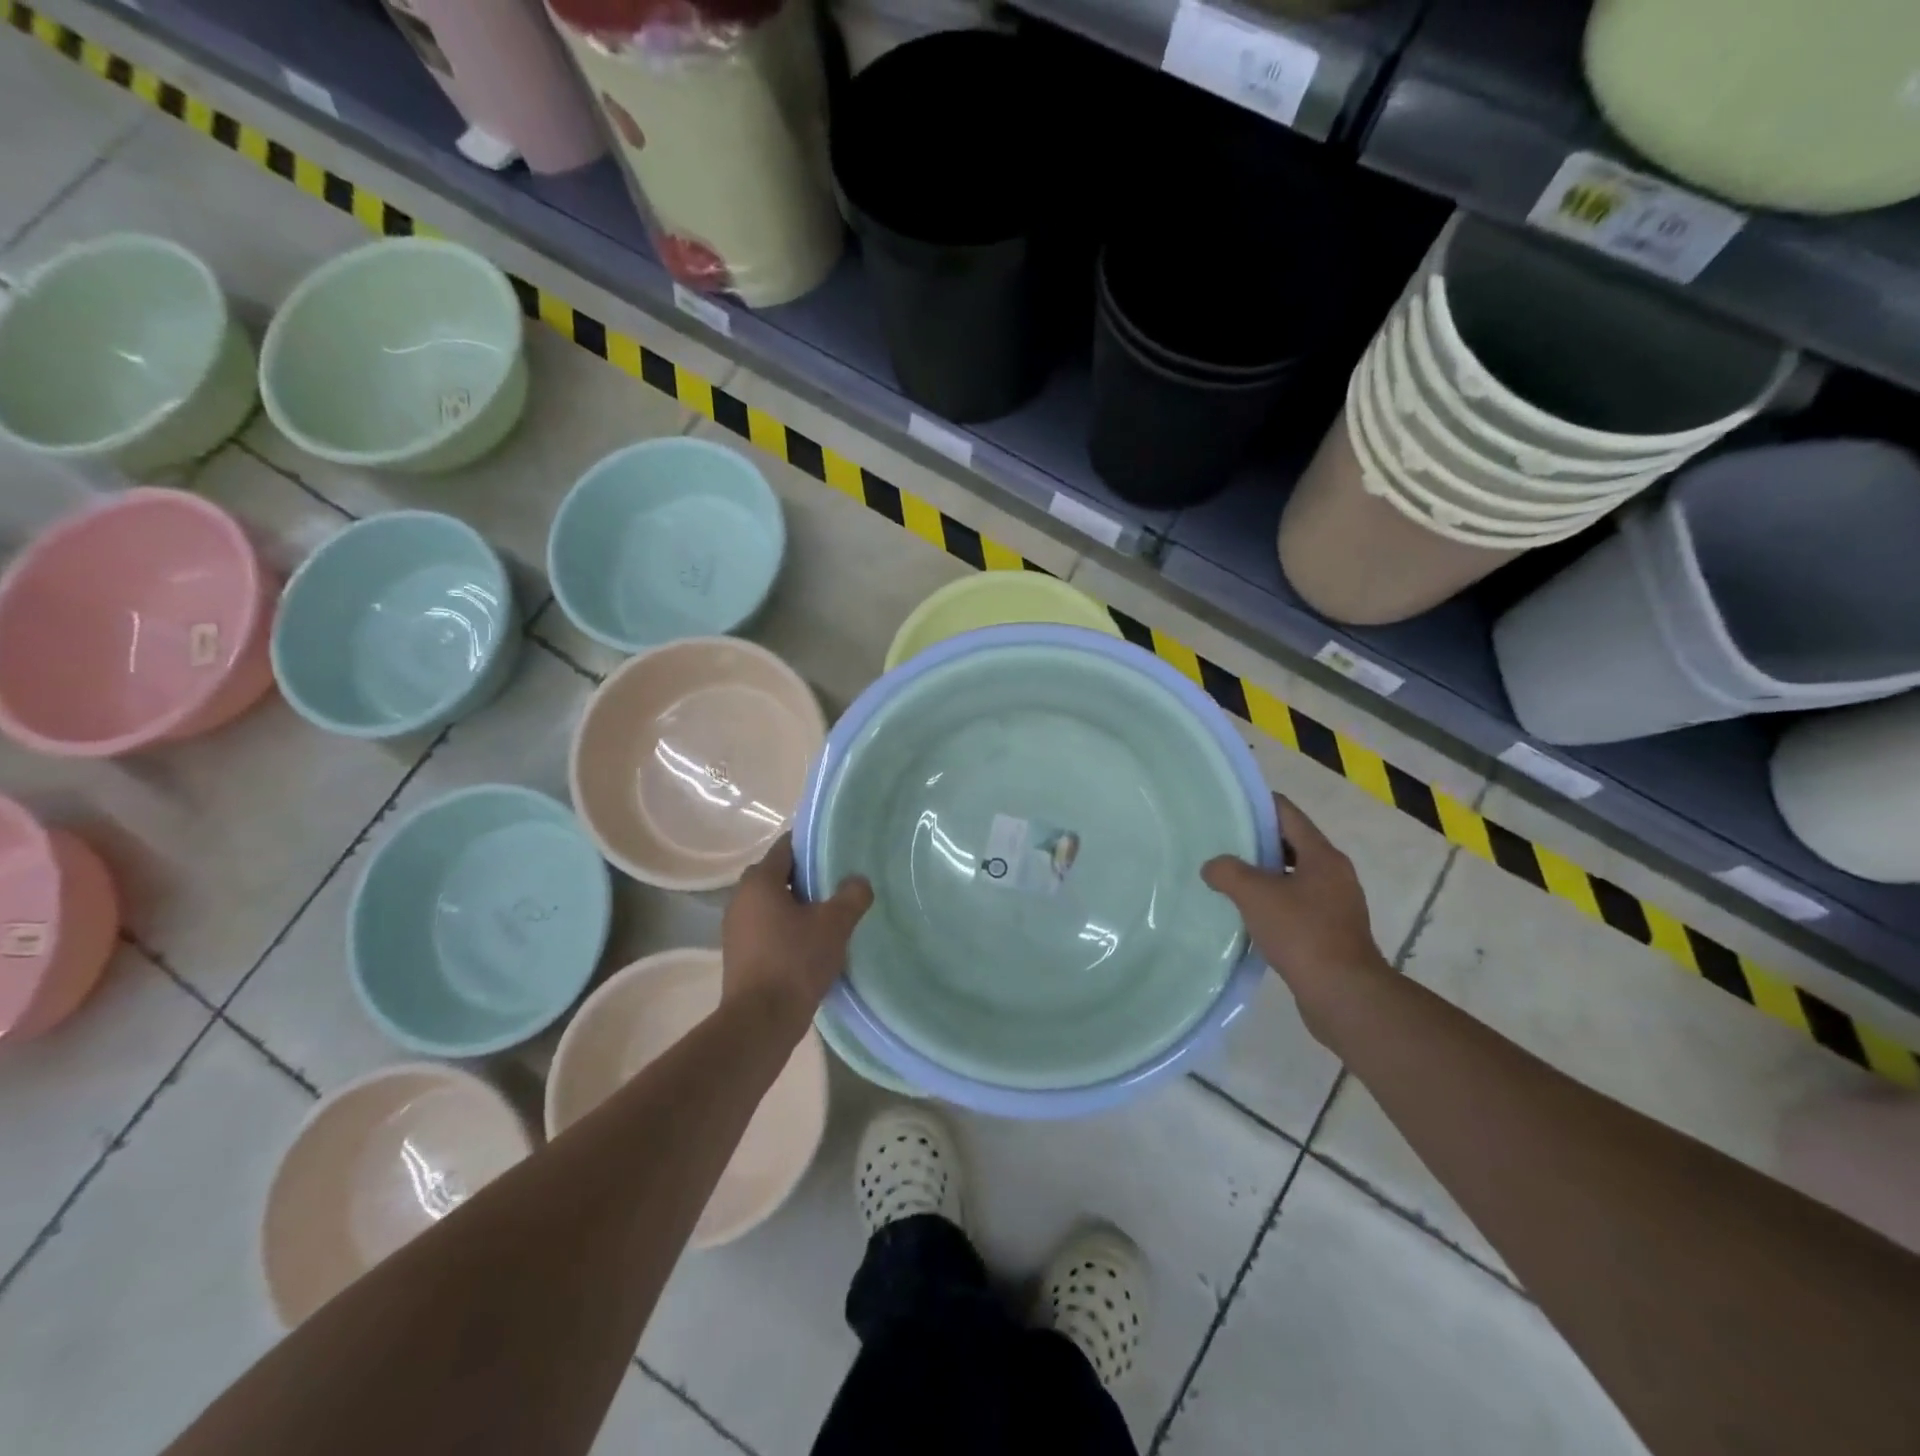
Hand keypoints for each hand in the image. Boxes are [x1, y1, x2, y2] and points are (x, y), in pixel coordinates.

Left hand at [722, 835, 873, 1034]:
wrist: (760, 1021)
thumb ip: (851, 896)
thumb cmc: (795, 961)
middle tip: (835, 882)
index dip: (811, 845)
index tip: (836, 850)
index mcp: (759, 882)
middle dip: (805, 876)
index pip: (785, 848)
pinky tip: (810, 942)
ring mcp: (736, 928)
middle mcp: (740, 899)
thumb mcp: (834, 924)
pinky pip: (766, 927)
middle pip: (776, 875)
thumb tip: (859, 881)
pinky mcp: (739, 954)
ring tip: (827, 913)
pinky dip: (786, 927)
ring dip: (795, 904)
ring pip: (770, 903)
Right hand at [1202, 795, 1389, 1023]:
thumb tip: (1212, 867)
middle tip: (1221, 843)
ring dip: (1264, 875)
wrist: (1343, 994)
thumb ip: (1228, 871)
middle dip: (1257, 842)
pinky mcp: (1332, 932)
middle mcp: (1334, 874)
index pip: (1287, 814)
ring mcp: (1336, 905)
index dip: (1257, 805)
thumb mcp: (1254, 894)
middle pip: (1291, 843)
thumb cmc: (1302, 933)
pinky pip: (1297, 904)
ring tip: (1229, 879)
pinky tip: (1249, 915)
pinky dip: (1273, 902)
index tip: (1227, 806)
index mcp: (1322, 855)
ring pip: (1294, 876)